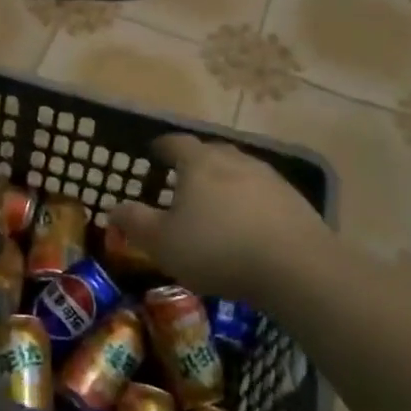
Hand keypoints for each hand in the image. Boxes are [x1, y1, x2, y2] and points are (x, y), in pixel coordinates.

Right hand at [110, 134, 332, 309]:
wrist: (296, 268)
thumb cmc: (217, 249)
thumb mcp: (163, 243)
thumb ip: (136, 222)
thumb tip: (114, 207)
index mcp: (199, 163)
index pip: (176, 142)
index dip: (162, 146)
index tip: (154, 152)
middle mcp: (235, 160)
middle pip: (211, 151)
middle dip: (195, 161)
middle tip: (183, 179)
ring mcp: (269, 178)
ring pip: (240, 171)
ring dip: (225, 181)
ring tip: (216, 204)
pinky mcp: (294, 201)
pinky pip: (263, 193)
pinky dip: (250, 202)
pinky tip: (249, 225)